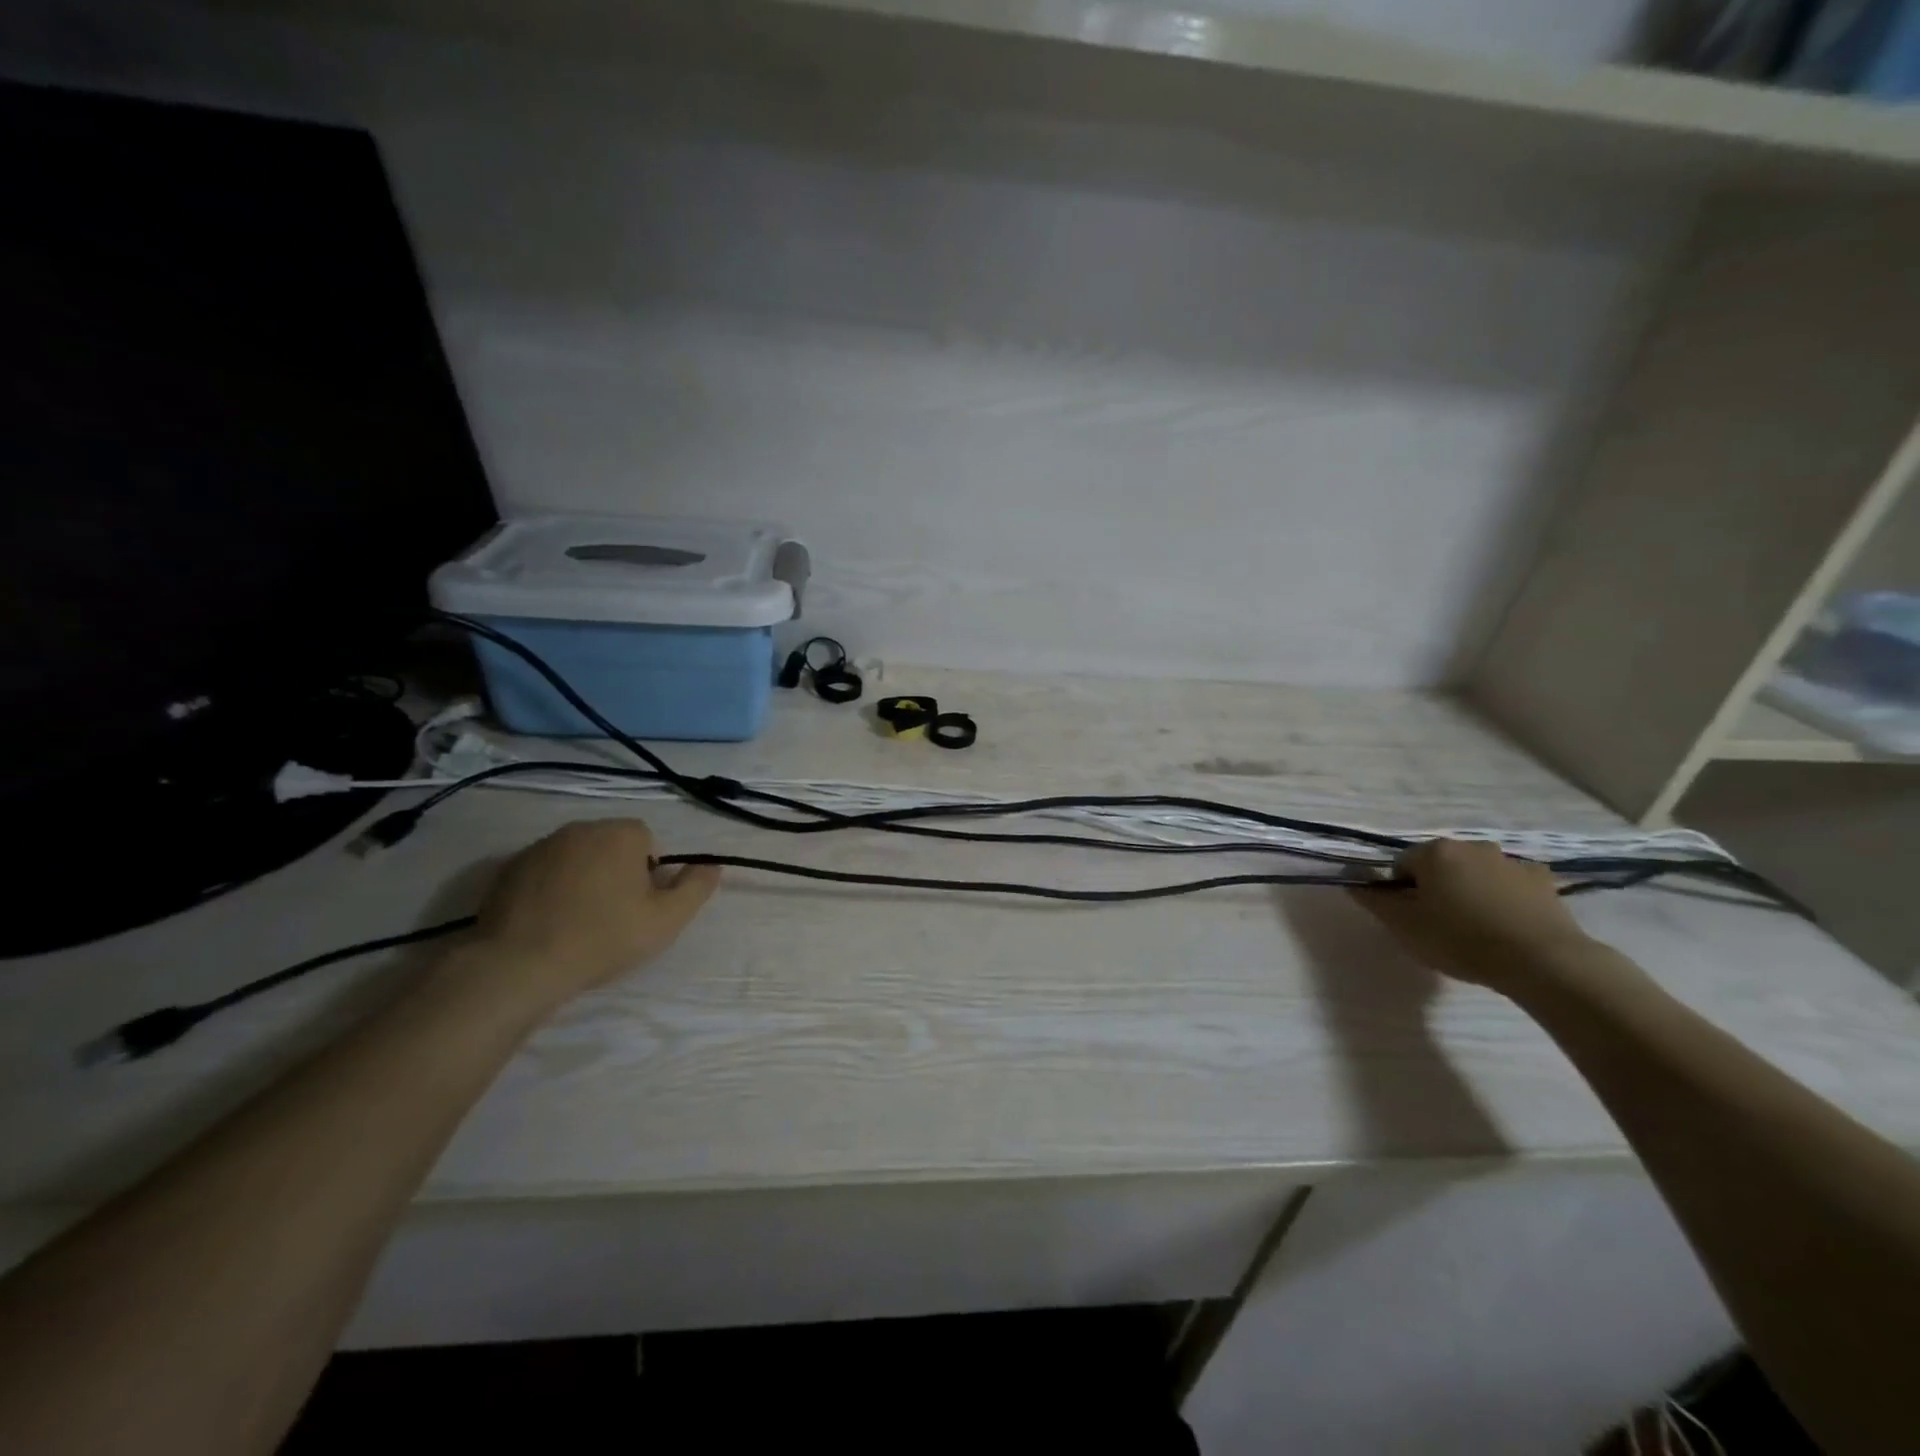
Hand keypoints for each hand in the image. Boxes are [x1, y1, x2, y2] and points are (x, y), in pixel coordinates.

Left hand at [468, 818, 720, 1006]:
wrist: (518, 965)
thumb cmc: (603, 938)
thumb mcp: (666, 920)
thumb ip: (696, 888)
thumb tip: (712, 865)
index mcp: (620, 834)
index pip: (647, 840)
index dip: (649, 873)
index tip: (640, 905)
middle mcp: (580, 828)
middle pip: (611, 844)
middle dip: (616, 871)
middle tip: (613, 914)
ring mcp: (540, 846)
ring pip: (576, 856)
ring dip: (583, 877)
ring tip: (578, 920)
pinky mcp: (508, 868)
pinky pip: (543, 871)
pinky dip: (549, 888)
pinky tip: (547, 922)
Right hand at [1349, 839, 1596, 993]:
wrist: (1543, 961)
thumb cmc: (1461, 940)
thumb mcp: (1403, 926)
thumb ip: (1373, 899)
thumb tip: (1351, 880)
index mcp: (1434, 852)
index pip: (1402, 866)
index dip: (1402, 893)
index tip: (1413, 920)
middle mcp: (1471, 845)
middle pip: (1439, 865)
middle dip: (1436, 888)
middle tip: (1442, 925)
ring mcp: (1510, 860)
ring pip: (1475, 873)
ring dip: (1470, 891)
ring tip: (1478, 929)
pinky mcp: (1543, 880)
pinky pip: (1511, 884)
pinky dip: (1505, 897)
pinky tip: (1508, 924)